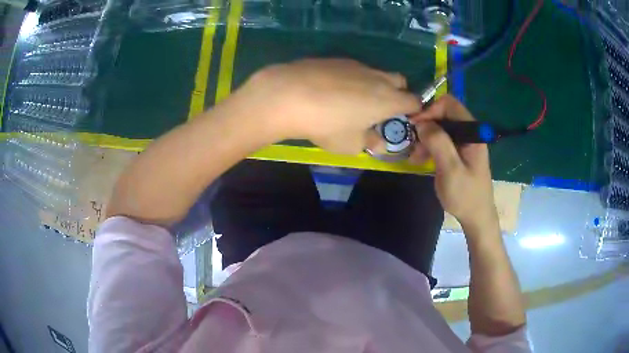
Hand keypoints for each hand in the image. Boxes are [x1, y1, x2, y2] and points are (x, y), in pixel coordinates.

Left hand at [230, 59, 420, 153]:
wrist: (289, 95)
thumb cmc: (327, 125)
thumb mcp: (350, 144)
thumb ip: (370, 142)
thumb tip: (379, 142)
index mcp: (388, 99)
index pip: (414, 101)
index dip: (413, 111)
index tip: (401, 120)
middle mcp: (378, 78)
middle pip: (400, 81)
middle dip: (397, 93)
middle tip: (379, 109)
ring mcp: (357, 65)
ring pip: (376, 73)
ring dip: (374, 85)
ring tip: (352, 100)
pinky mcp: (336, 59)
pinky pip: (354, 69)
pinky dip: (352, 78)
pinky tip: (331, 90)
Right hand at [409, 95, 497, 230]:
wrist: (476, 217)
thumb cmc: (465, 195)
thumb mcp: (450, 169)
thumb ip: (438, 142)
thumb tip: (421, 122)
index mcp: (472, 132)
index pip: (450, 104)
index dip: (430, 109)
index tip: (415, 125)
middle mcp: (469, 133)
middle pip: (444, 114)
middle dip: (426, 125)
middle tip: (412, 141)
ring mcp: (464, 143)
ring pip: (440, 128)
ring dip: (425, 138)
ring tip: (414, 156)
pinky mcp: (458, 152)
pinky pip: (441, 141)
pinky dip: (429, 147)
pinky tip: (419, 159)